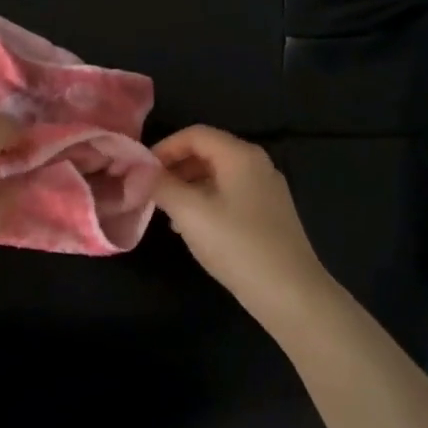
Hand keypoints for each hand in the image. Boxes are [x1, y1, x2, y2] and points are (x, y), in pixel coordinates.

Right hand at [151, 126, 331, 320]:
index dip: (164, 148)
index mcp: (240, 155)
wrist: (289, 293)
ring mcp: (266, 190)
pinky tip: (191, 228)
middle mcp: (257, 165)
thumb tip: (138, 171)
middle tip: (149, 192)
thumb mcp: (190, 212)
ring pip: (217, 176)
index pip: (195, 134)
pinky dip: (205, 202)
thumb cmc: (237, 245)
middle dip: (174, 168)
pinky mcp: (268, 214)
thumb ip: (161, 185)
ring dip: (187, 187)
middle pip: (207, 152)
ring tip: (165, 212)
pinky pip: (229, 195)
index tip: (140, 171)